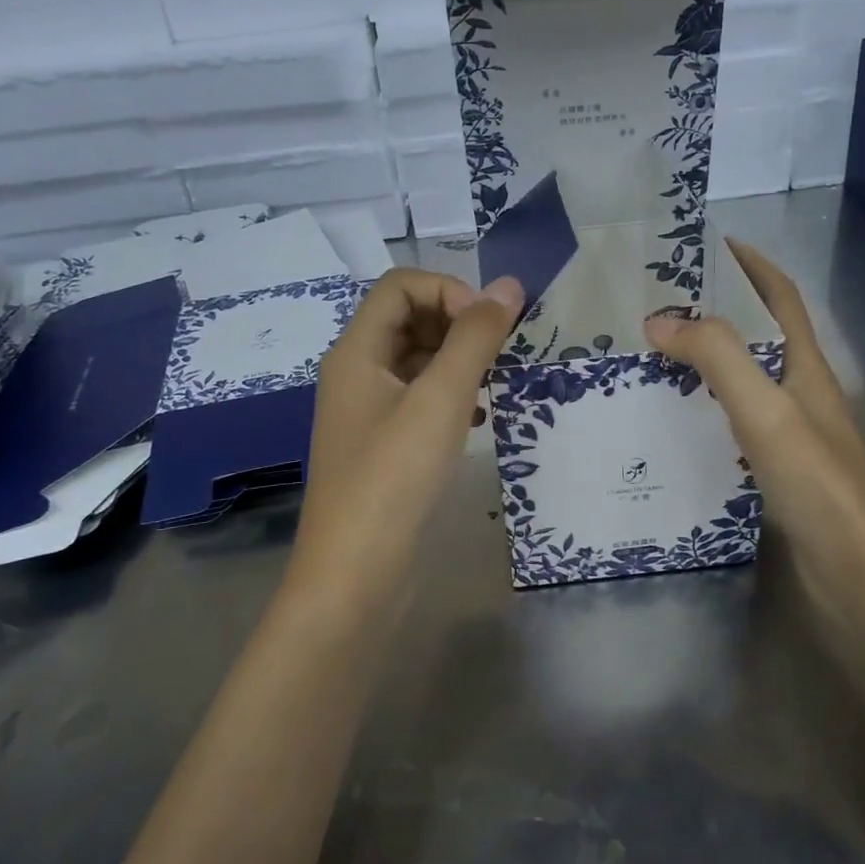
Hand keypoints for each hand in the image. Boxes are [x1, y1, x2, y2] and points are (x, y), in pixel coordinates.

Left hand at [286, 267, 522, 614]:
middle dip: (457, 324)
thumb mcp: (440, 401)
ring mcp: (368, 414)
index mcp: (356, 352)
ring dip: (457, 362)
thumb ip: (475, 339)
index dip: (447, 290)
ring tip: (493, 385)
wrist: (356, 577)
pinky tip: (478, 420)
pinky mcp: (383, 448)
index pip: (399, 286)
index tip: (487, 326)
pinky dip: (450, 398)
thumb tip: (509, 286)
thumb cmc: (394, 479)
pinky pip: (419, 402)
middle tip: (498, 354)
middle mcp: (356, 374)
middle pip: (408, 319)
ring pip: (416, 363)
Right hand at [642, 239, 864, 598]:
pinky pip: (733, 424)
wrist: (858, 571)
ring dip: (706, 363)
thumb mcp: (765, 409)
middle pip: (759, 337)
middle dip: (718, 313)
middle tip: (660, 305)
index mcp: (806, 368)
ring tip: (653, 358)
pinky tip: (673, 425)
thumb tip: (660, 319)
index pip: (781, 299)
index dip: (753, 266)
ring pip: (744, 383)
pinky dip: (704, 411)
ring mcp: (792, 435)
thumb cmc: (817, 482)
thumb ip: (717, 358)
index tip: (713, 243)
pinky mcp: (778, 471)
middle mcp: (801, 394)